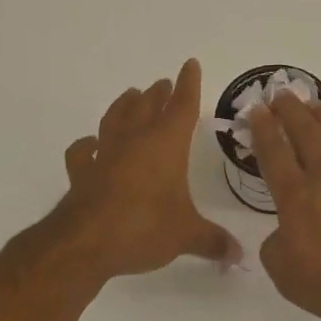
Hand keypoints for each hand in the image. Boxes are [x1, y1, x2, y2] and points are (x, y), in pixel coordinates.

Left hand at [54, 58, 239, 278]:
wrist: (85, 243)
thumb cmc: (143, 228)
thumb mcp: (186, 236)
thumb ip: (212, 241)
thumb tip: (239, 256)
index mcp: (165, 145)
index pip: (181, 107)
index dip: (188, 85)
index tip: (190, 64)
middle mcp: (135, 141)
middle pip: (147, 107)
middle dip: (158, 94)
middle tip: (163, 83)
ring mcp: (104, 155)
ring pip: (115, 119)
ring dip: (124, 105)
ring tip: (131, 95)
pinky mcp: (82, 173)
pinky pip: (82, 151)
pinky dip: (86, 145)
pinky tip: (89, 143)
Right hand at [247, 96, 320, 320]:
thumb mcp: (289, 278)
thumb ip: (276, 250)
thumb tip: (281, 233)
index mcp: (296, 197)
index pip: (274, 155)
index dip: (263, 130)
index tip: (256, 109)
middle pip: (304, 134)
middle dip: (289, 112)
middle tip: (280, 93)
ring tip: (312, 100)